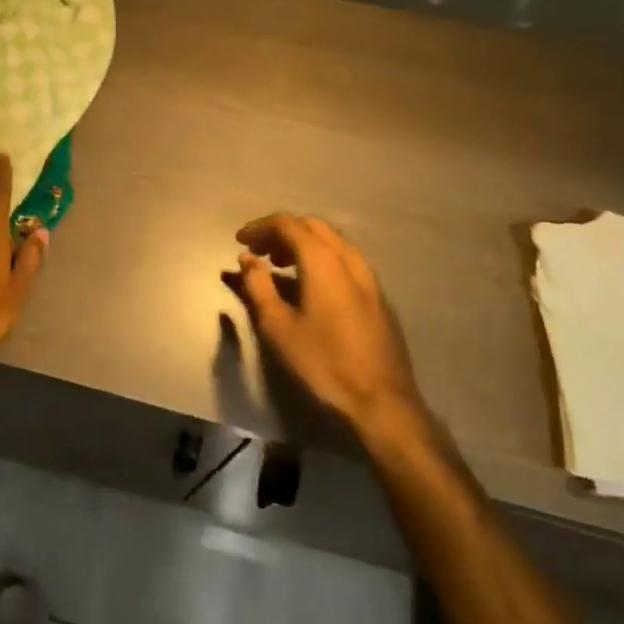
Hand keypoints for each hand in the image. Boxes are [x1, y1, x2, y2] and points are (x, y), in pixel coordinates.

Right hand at [224, 213, 425, 437]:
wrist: (382, 400)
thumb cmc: (323, 362)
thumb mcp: (278, 326)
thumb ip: (258, 285)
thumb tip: (247, 258)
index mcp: (322, 259)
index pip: (287, 224)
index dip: (260, 227)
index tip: (241, 240)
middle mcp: (348, 257)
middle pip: (312, 226)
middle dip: (282, 232)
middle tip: (260, 252)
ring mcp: (368, 275)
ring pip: (332, 241)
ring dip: (303, 243)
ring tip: (281, 265)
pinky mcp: (378, 294)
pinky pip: (345, 259)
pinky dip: (322, 257)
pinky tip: (312, 284)